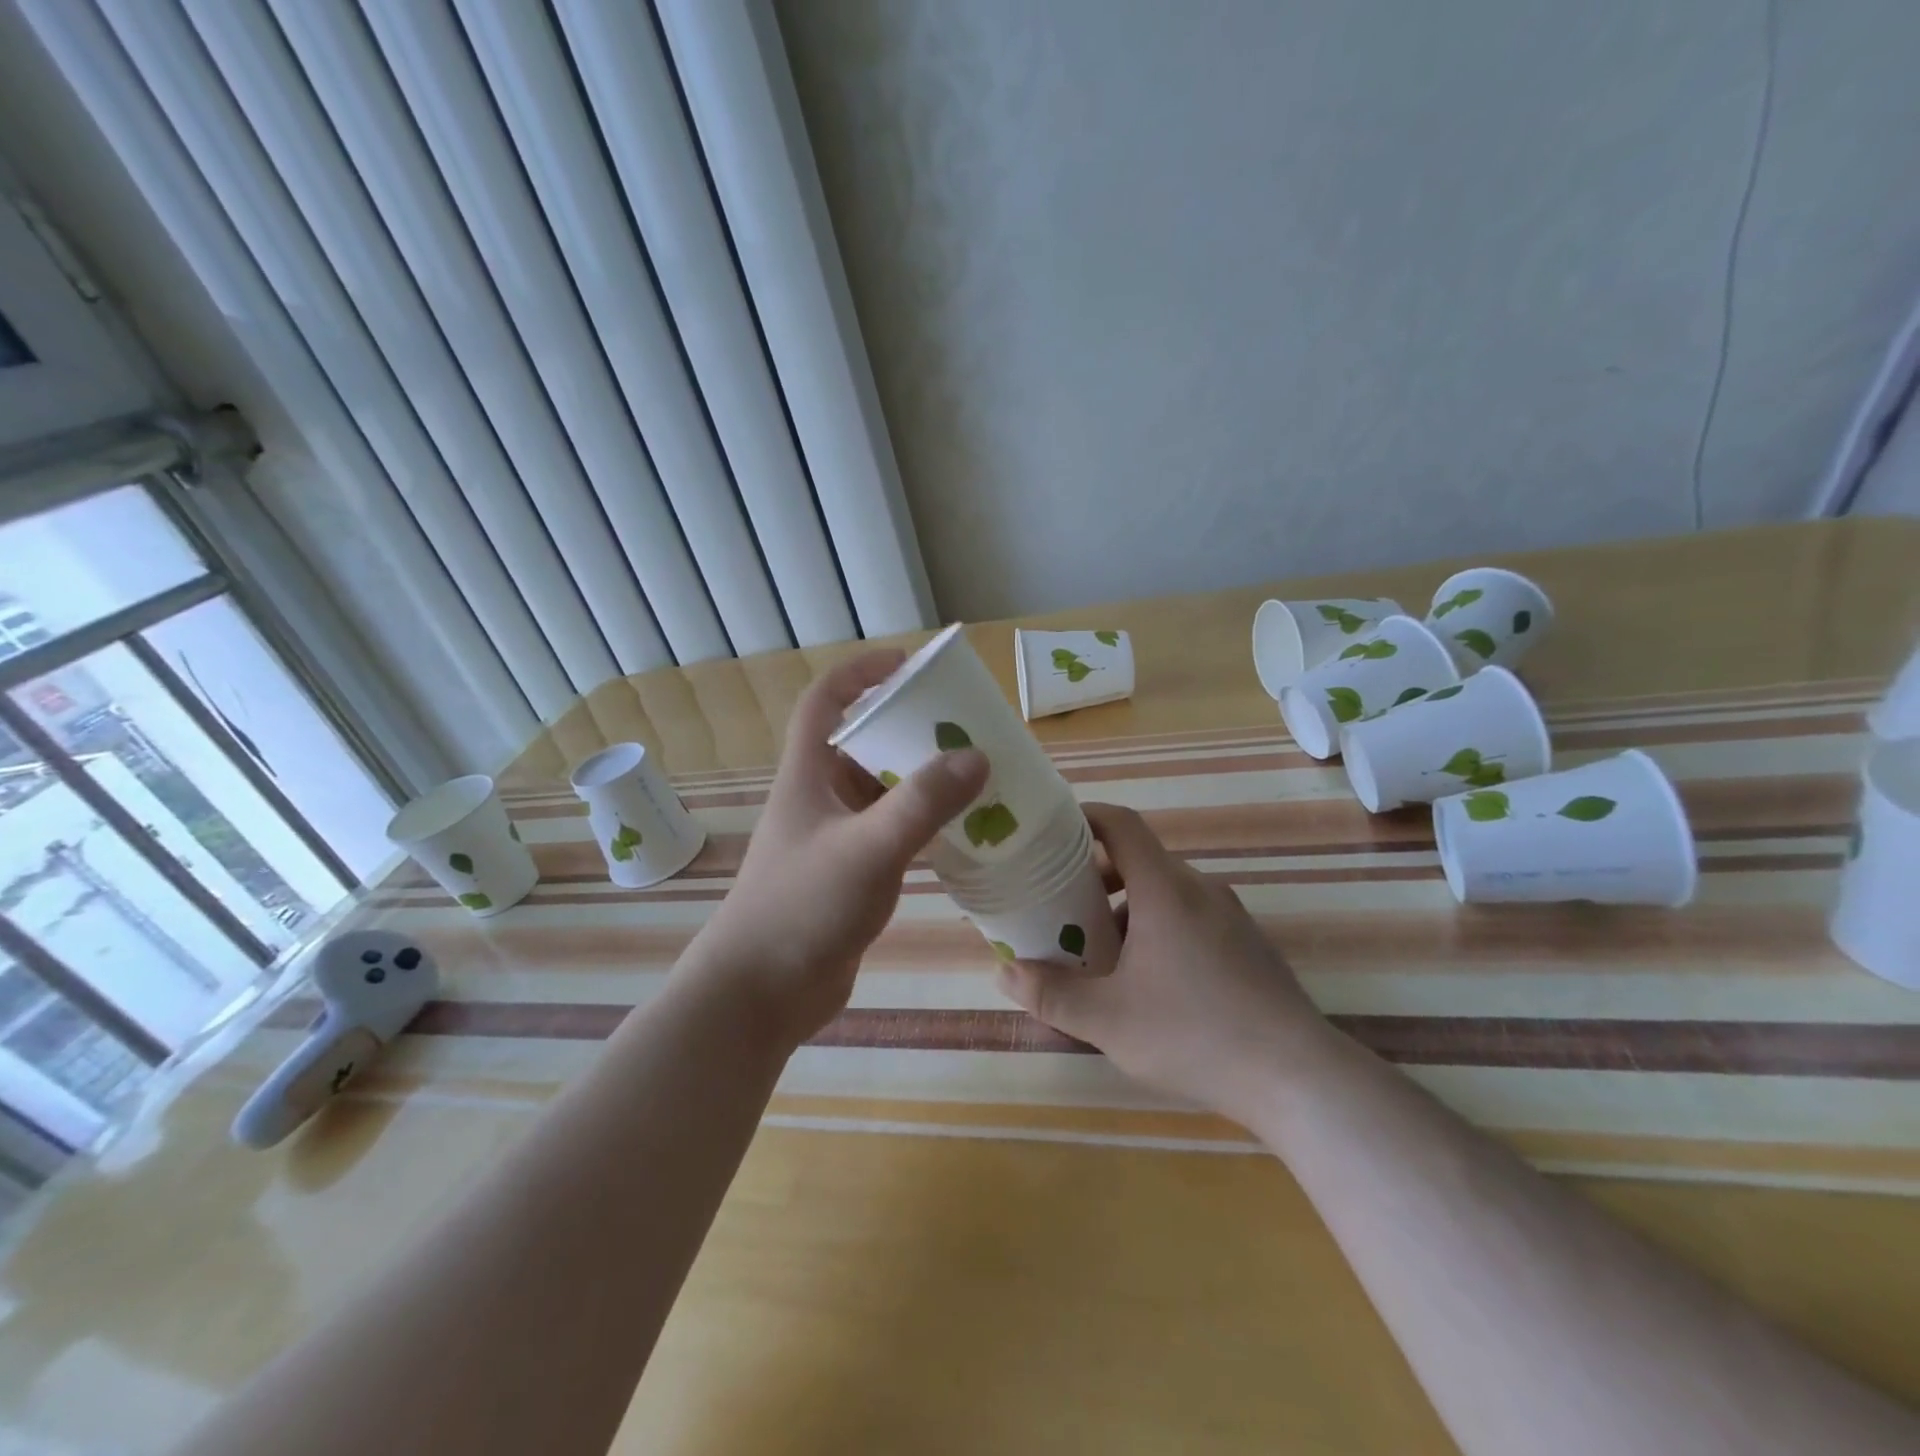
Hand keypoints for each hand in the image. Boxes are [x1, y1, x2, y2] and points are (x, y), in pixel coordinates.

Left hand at [692, 650, 988, 1050]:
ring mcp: (835, 837)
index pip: (826, 701)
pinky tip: (962, 830)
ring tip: (976, 774)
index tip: (910, 665)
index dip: (862, 672)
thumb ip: (923, 802)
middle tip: (965, 726)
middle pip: (863, 742)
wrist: (761, 994)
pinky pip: (892, 831)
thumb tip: (978, 756)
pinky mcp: (850, 873)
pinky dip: (923, 822)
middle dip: (909, 728)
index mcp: (808, 775)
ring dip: (921, 779)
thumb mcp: (868, 848)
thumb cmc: (802, 908)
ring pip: (882, 790)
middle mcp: (820, 798)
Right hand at [996, 804, 1333, 1119]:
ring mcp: (1230, 916)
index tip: (1050, 831)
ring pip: (1165, 892)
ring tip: (1098, 950)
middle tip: (1060, 906)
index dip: (1084, 817)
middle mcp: (1199, 890)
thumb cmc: (1194, 1034)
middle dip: (1094, 876)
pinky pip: (1190, 916)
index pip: (1121, 824)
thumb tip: (1005, 972)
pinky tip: (1147, 980)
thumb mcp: (1107, 1020)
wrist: (1297, 1077)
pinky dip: (1157, 927)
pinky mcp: (1247, 944)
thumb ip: (1052, 994)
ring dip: (1126, 907)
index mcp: (1165, 889)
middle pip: (1139, 859)